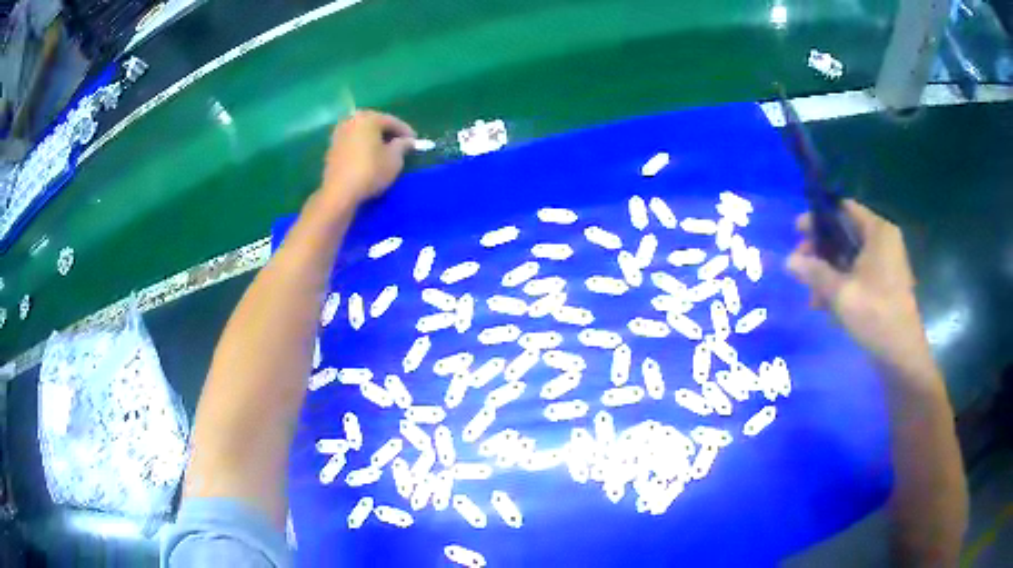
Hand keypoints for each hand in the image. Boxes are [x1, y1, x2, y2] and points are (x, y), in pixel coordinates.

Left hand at [320, 110, 415, 205]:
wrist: (339, 192)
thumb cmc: (370, 171)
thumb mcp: (394, 159)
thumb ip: (403, 145)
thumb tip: (407, 141)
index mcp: (367, 118)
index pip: (391, 121)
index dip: (406, 131)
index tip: (415, 141)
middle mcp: (351, 120)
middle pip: (375, 123)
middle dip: (388, 132)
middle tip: (400, 143)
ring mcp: (339, 133)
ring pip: (362, 132)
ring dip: (374, 138)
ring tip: (385, 150)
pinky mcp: (332, 148)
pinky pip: (353, 141)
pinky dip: (363, 145)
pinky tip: (369, 156)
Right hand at [786, 200, 938, 383]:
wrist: (902, 355)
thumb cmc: (875, 315)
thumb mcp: (841, 292)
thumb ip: (814, 273)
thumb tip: (788, 260)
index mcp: (878, 232)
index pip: (843, 209)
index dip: (818, 218)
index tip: (797, 232)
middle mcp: (883, 242)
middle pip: (845, 234)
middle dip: (821, 251)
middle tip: (800, 267)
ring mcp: (886, 265)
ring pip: (850, 258)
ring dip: (829, 273)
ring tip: (812, 297)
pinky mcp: (885, 286)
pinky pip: (858, 276)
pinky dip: (842, 286)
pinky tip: (827, 308)